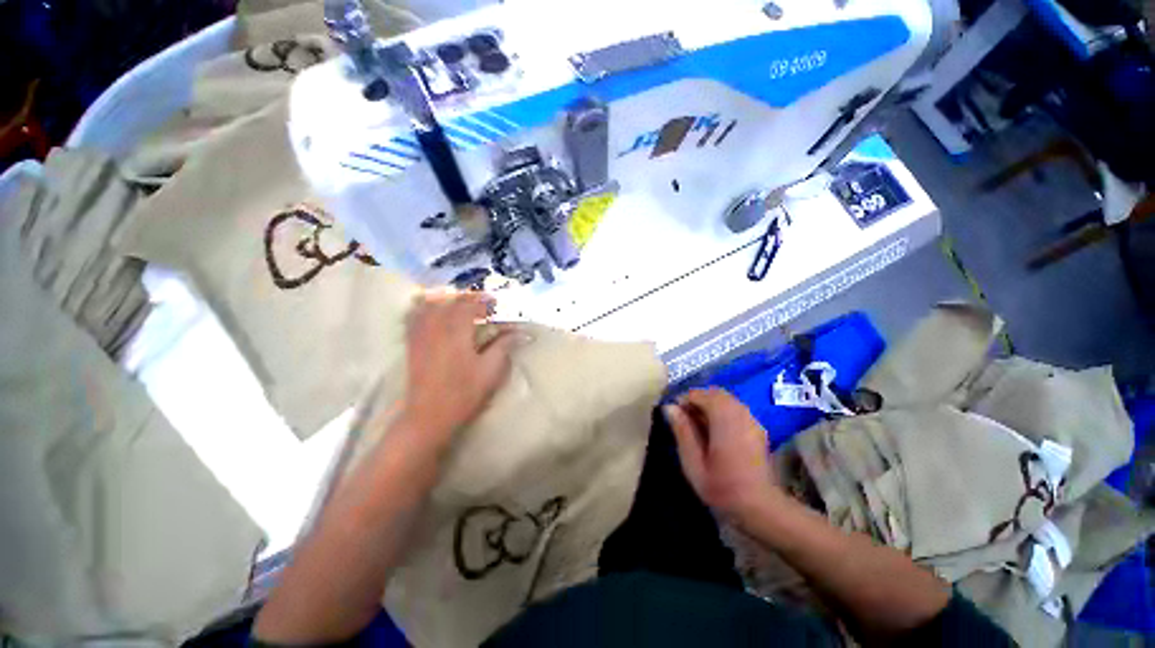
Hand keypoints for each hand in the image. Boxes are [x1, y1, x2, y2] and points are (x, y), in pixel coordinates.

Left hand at [400, 290, 515, 443]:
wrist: (428, 416)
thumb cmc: (463, 394)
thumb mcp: (490, 371)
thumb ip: (504, 346)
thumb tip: (521, 332)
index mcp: (457, 331)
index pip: (471, 304)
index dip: (486, 301)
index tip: (498, 304)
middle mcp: (436, 326)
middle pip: (451, 300)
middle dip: (469, 297)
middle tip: (484, 303)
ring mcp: (420, 333)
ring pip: (430, 303)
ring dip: (448, 298)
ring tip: (461, 303)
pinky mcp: (412, 343)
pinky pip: (415, 315)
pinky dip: (425, 307)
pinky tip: (434, 310)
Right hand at [665, 388, 779, 525]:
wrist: (761, 509)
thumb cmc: (722, 487)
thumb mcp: (693, 462)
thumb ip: (682, 431)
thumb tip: (669, 407)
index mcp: (723, 418)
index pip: (700, 394)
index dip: (683, 400)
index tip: (673, 415)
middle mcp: (740, 412)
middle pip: (715, 393)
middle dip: (697, 400)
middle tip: (684, 418)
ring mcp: (752, 420)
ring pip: (726, 400)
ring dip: (709, 405)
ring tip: (697, 425)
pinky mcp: (758, 429)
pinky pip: (736, 409)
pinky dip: (722, 412)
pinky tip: (715, 432)